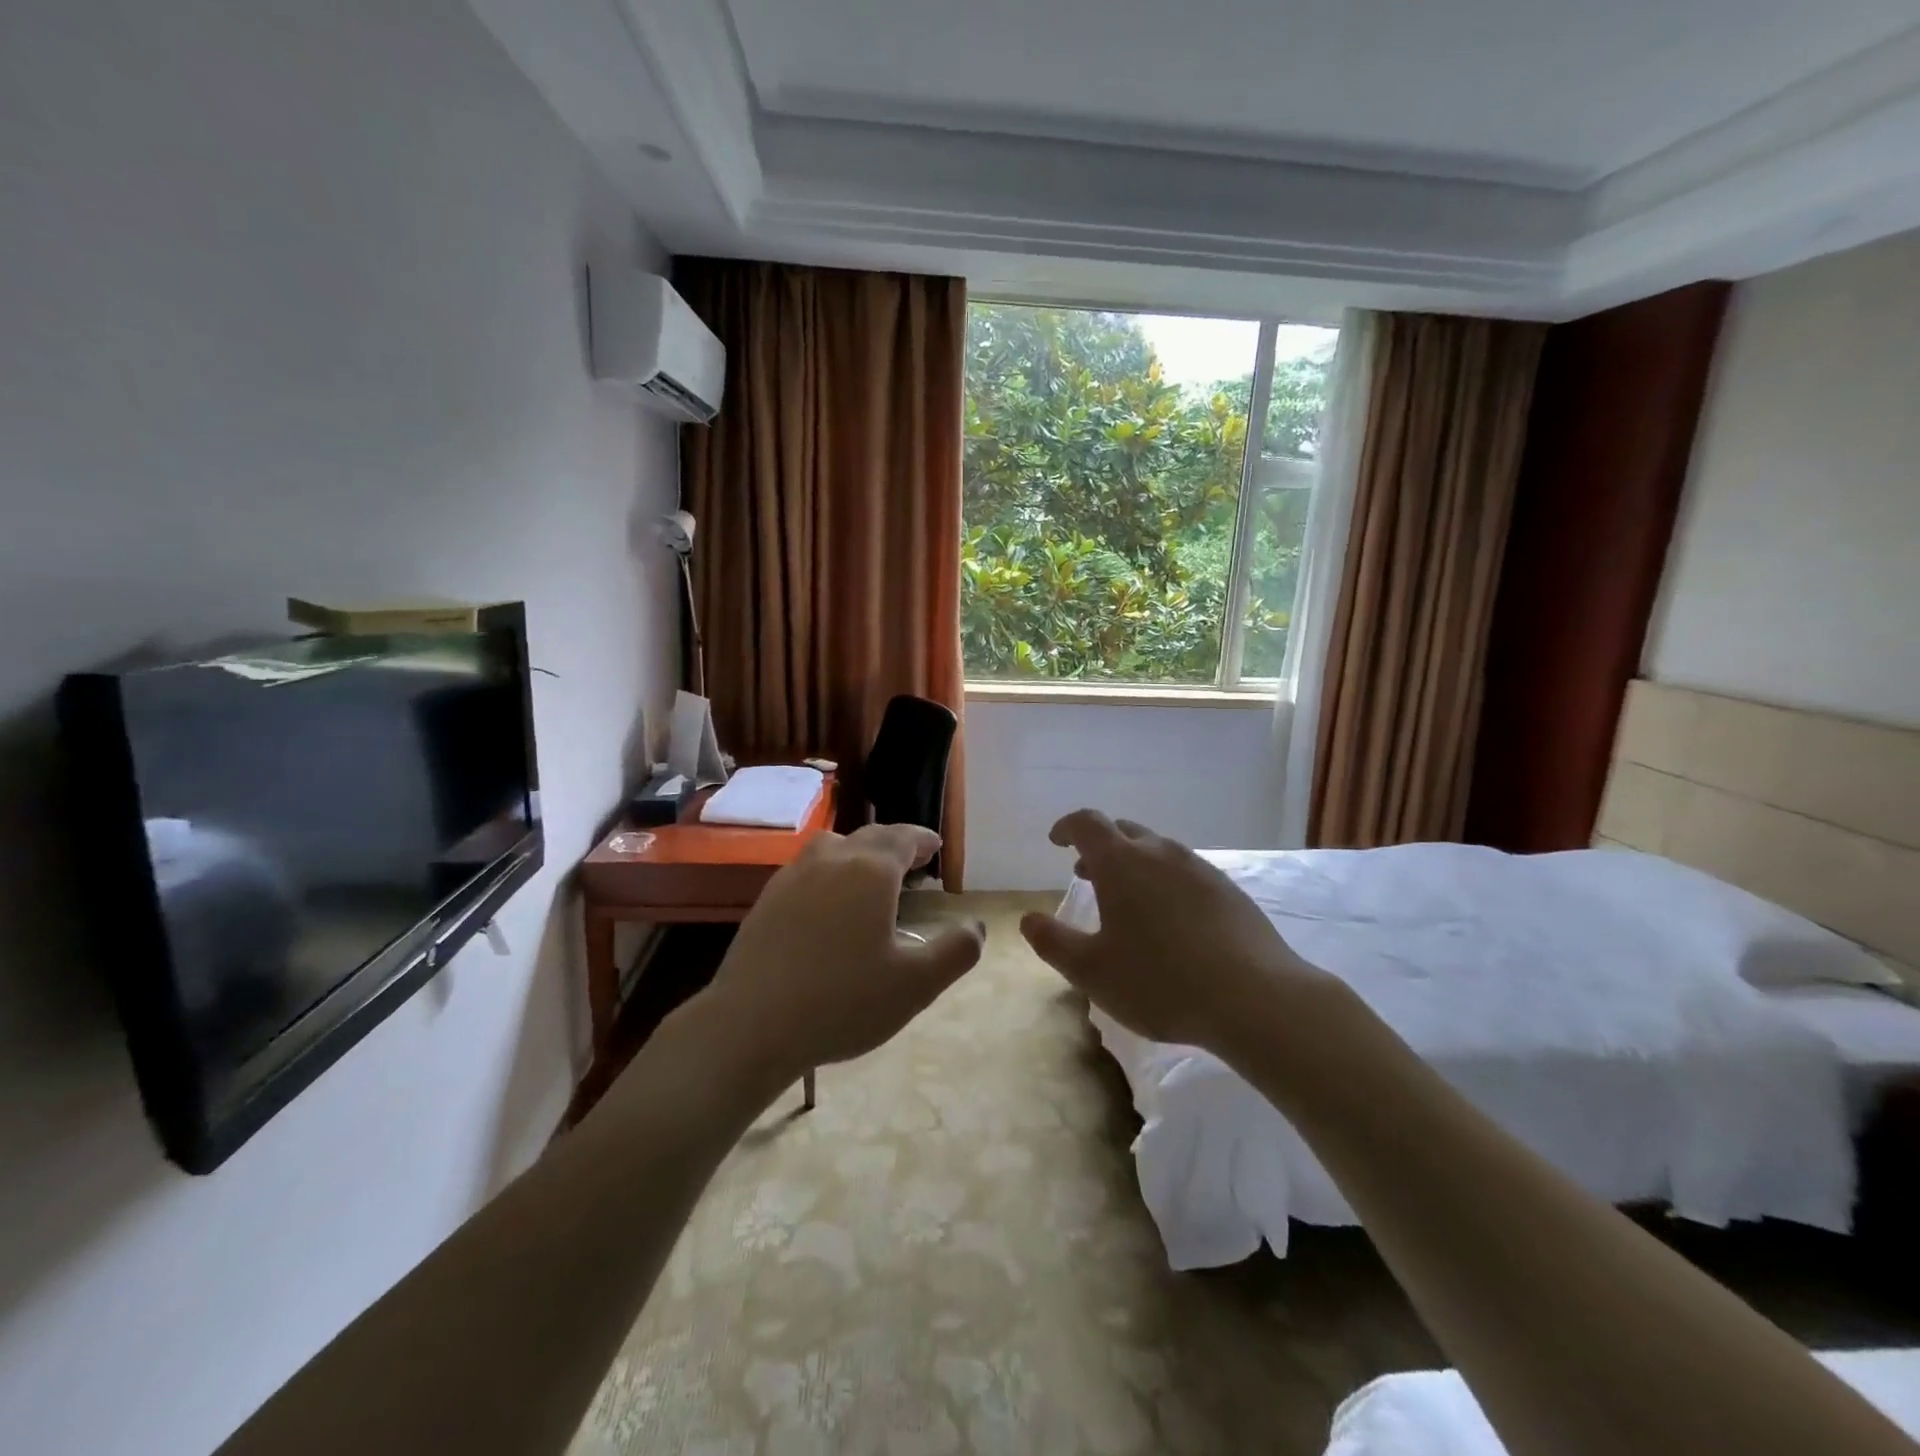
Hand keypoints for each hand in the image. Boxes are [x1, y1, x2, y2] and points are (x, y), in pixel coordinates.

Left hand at [699, 823, 983, 1088]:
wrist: (751, 1024)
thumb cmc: (843, 1001)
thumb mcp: (916, 984)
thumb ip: (956, 952)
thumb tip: (977, 927)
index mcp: (870, 871)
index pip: (903, 838)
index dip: (922, 839)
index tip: (935, 847)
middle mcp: (831, 860)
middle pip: (868, 836)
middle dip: (894, 843)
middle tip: (912, 860)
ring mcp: (793, 877)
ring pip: (832, 846)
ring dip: (857, 852)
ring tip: (869, 876)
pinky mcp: (766, 900)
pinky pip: (806, 870)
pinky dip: (828, 872)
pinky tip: (827, 904)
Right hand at [1018, 810, 1330, 1054]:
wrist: (1255, 997)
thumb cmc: (1159, 981)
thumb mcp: (1092, 971)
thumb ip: (1053, 942)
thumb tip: (1028, 920)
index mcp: (1121, 863)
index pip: (1087, 823)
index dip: (1067, 827)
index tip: (1056, 841)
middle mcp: (1160, 853)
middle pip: (1123, 832)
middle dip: (1100, 847)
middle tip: (1086, 873)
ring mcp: (1199, 869)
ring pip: (1157, 851)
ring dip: (1134, 865)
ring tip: (1127, 900)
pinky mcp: (1228, 890)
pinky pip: (1184, 872)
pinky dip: (1164, 882)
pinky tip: (1170, 920)